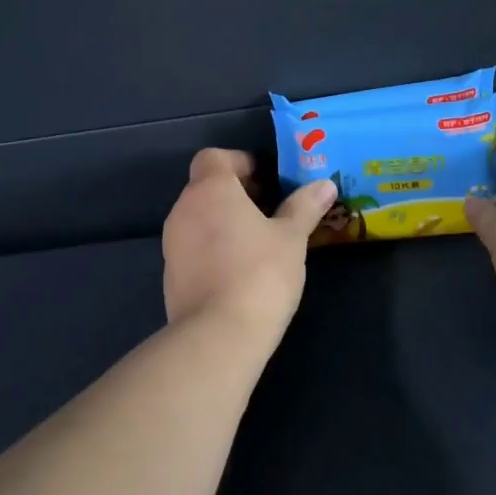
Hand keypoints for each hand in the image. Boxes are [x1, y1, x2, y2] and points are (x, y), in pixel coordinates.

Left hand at [162, 149, 336, 339]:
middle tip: (271, 212)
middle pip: (206, 187)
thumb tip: (325, 184)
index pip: (214, 157)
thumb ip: (305, 207)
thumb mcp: (291, 238)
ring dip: (224, 222)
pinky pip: (193, 247)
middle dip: (237, 194)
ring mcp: (172, 243)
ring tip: (259, 243)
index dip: (240, 163)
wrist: (218, 337)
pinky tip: (240, 271)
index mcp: (211, 190)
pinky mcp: (170, 275)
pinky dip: (213, 248)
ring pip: (199, 218)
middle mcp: (184, 209)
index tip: (267, 181)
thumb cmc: (259, 273)